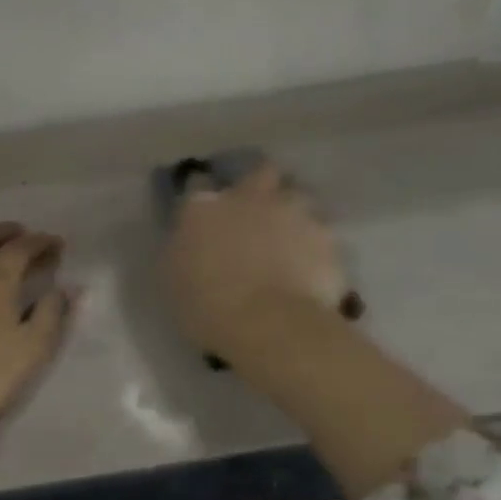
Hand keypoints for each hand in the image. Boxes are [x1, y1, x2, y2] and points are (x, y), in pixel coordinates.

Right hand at [161, 162, 351, 361]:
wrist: (270, 326)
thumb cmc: (208, 307)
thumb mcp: (175, 279)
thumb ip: (183, 248)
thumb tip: (190, 240)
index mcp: (203, 208)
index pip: (198, 184)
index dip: (204, 200)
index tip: (206, 215)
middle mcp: (249, 198)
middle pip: (261, 174)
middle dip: (261, 188)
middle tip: (258, 214)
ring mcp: (292, 213)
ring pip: (298, 198)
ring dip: (292, 214)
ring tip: (290, 241)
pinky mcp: (325, 237)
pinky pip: (320, 234)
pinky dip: (315, 247)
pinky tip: (310, 268)